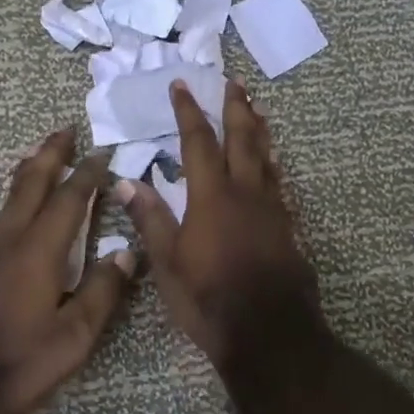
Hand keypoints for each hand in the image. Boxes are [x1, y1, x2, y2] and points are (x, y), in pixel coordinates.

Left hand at [0, 130, 135, 413]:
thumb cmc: (16, 365)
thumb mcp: (72, 338)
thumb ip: (102, 292)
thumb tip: (127, 252)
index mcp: (38, 251)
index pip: (68, 199)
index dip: (87, 173)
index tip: (104, 152)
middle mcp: (9, 240)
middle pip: (30, 183)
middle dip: (50, 154)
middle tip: (65, 129)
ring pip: (11, 197)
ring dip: (31, 171)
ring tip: (44, 156)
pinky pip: (1, 216)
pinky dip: (18, 196)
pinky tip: (21, 208)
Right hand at [117, 79, 318, 361]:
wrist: (269, 331)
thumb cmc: (209, 297)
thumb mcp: (168, 262)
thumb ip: (151, 218)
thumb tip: (127, 181)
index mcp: (212, 196)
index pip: (198, 143)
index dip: (188, 112)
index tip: (181, 85)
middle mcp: (245, 192)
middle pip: (242, 139)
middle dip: (236, 108)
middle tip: (235, 83)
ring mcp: (271, 208)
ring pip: (266, 158)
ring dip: (260, 130)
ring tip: (258, 110)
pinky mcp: (287, 227)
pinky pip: (279, 183)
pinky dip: (273, 165)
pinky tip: (273, 165)